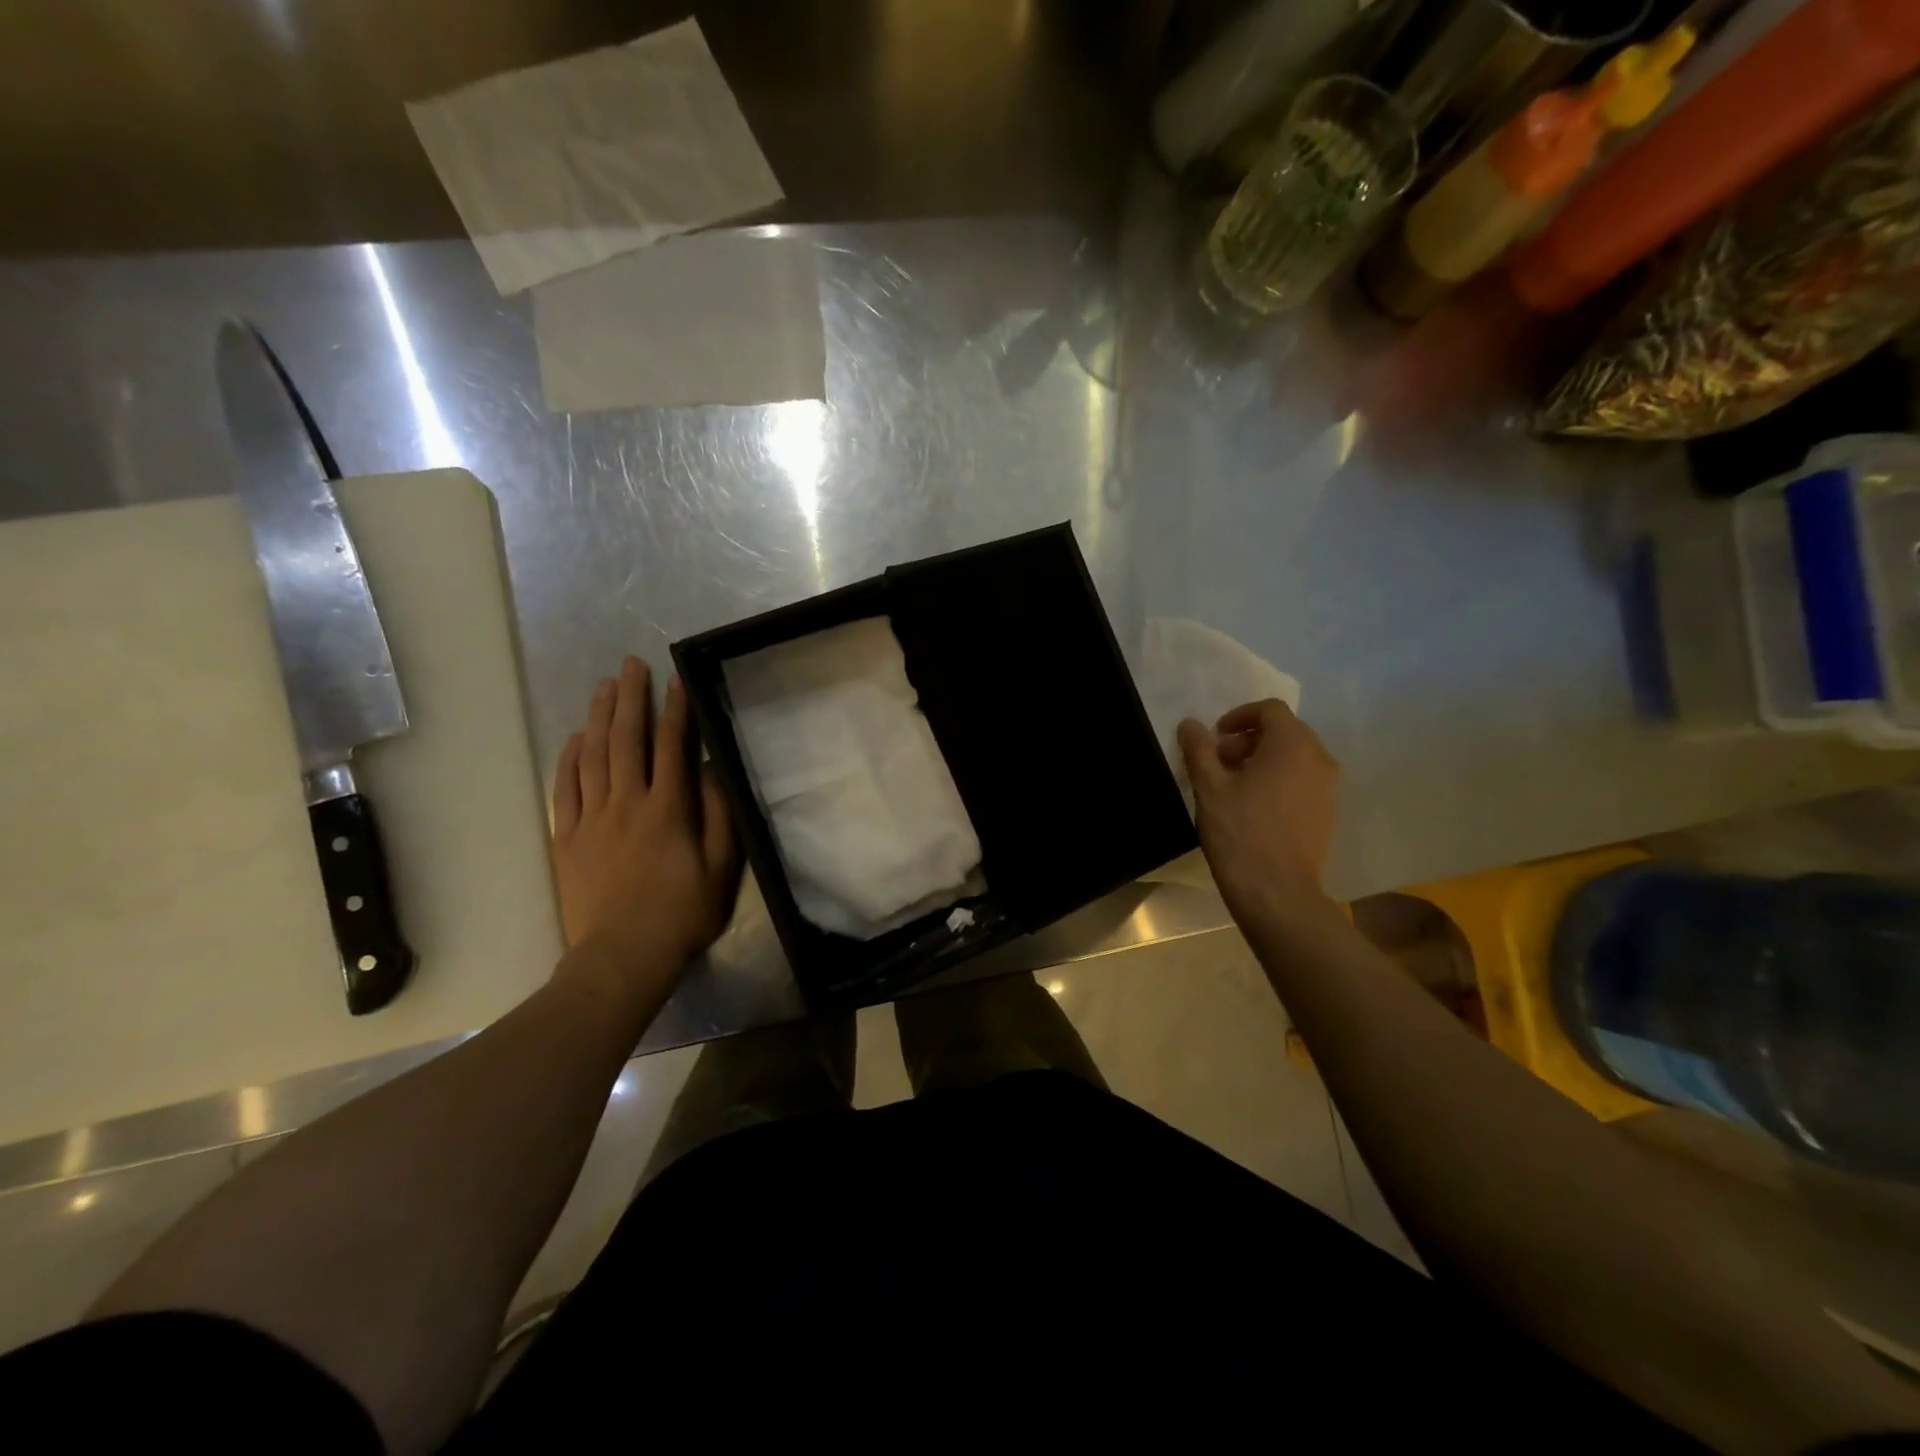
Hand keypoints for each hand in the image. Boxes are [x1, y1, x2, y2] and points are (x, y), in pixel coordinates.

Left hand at [551, 657, 740, 987]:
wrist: (622, 957)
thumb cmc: (682, 913)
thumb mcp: (721, 867)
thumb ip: (720, 815)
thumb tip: (715, 770)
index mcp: (667, 809)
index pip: (672, 747)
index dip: (676, 710)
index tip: (677, 679)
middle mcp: (626, 804)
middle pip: (626, 740)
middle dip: (630, 699)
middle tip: (631, 666)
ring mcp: (591, 819)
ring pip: (592, 757)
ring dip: (598, 718)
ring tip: (604, 687)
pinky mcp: (566, 839)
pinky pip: (564, 789)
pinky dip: (569, 758)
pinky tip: (575, 738)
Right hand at [1177, 699, 1339, 925]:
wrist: (1277, 893)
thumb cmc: (1240, 833)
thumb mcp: (1210, 787)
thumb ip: (1199, 749)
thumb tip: (1191, 724)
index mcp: (1292, 745)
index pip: (1270, 709)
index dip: (1239, 716)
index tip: (1215, 738)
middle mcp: (1319, 759)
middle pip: (1284, 731)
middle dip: (1248, 739)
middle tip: (1218, 762)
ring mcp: (1328, 788)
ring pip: (1294, 757)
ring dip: (1262, 759)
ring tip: (1232, 785)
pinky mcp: (1326, 812)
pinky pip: (1302, 780)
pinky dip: (1278, 779)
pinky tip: (1253, 806)